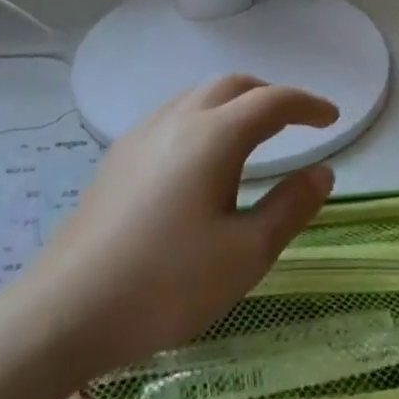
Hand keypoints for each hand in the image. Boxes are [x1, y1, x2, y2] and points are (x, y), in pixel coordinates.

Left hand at [20, 76, 338, 379]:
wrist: (67, 311)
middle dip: (270, 96)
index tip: (332, 118)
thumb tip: (322, 172)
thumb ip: (290, 207)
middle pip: (232, 86)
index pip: (271, 101)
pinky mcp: (116, 159)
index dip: (307, 104)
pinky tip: (201, 161)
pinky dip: (203, 120)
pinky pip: (171, 118)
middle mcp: (175, 121)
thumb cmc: (168, 284)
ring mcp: (139, 137)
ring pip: (197, 98)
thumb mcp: (246, 253)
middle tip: (296, 124)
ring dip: (233, 105)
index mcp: (213, 137)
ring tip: (252, 139)